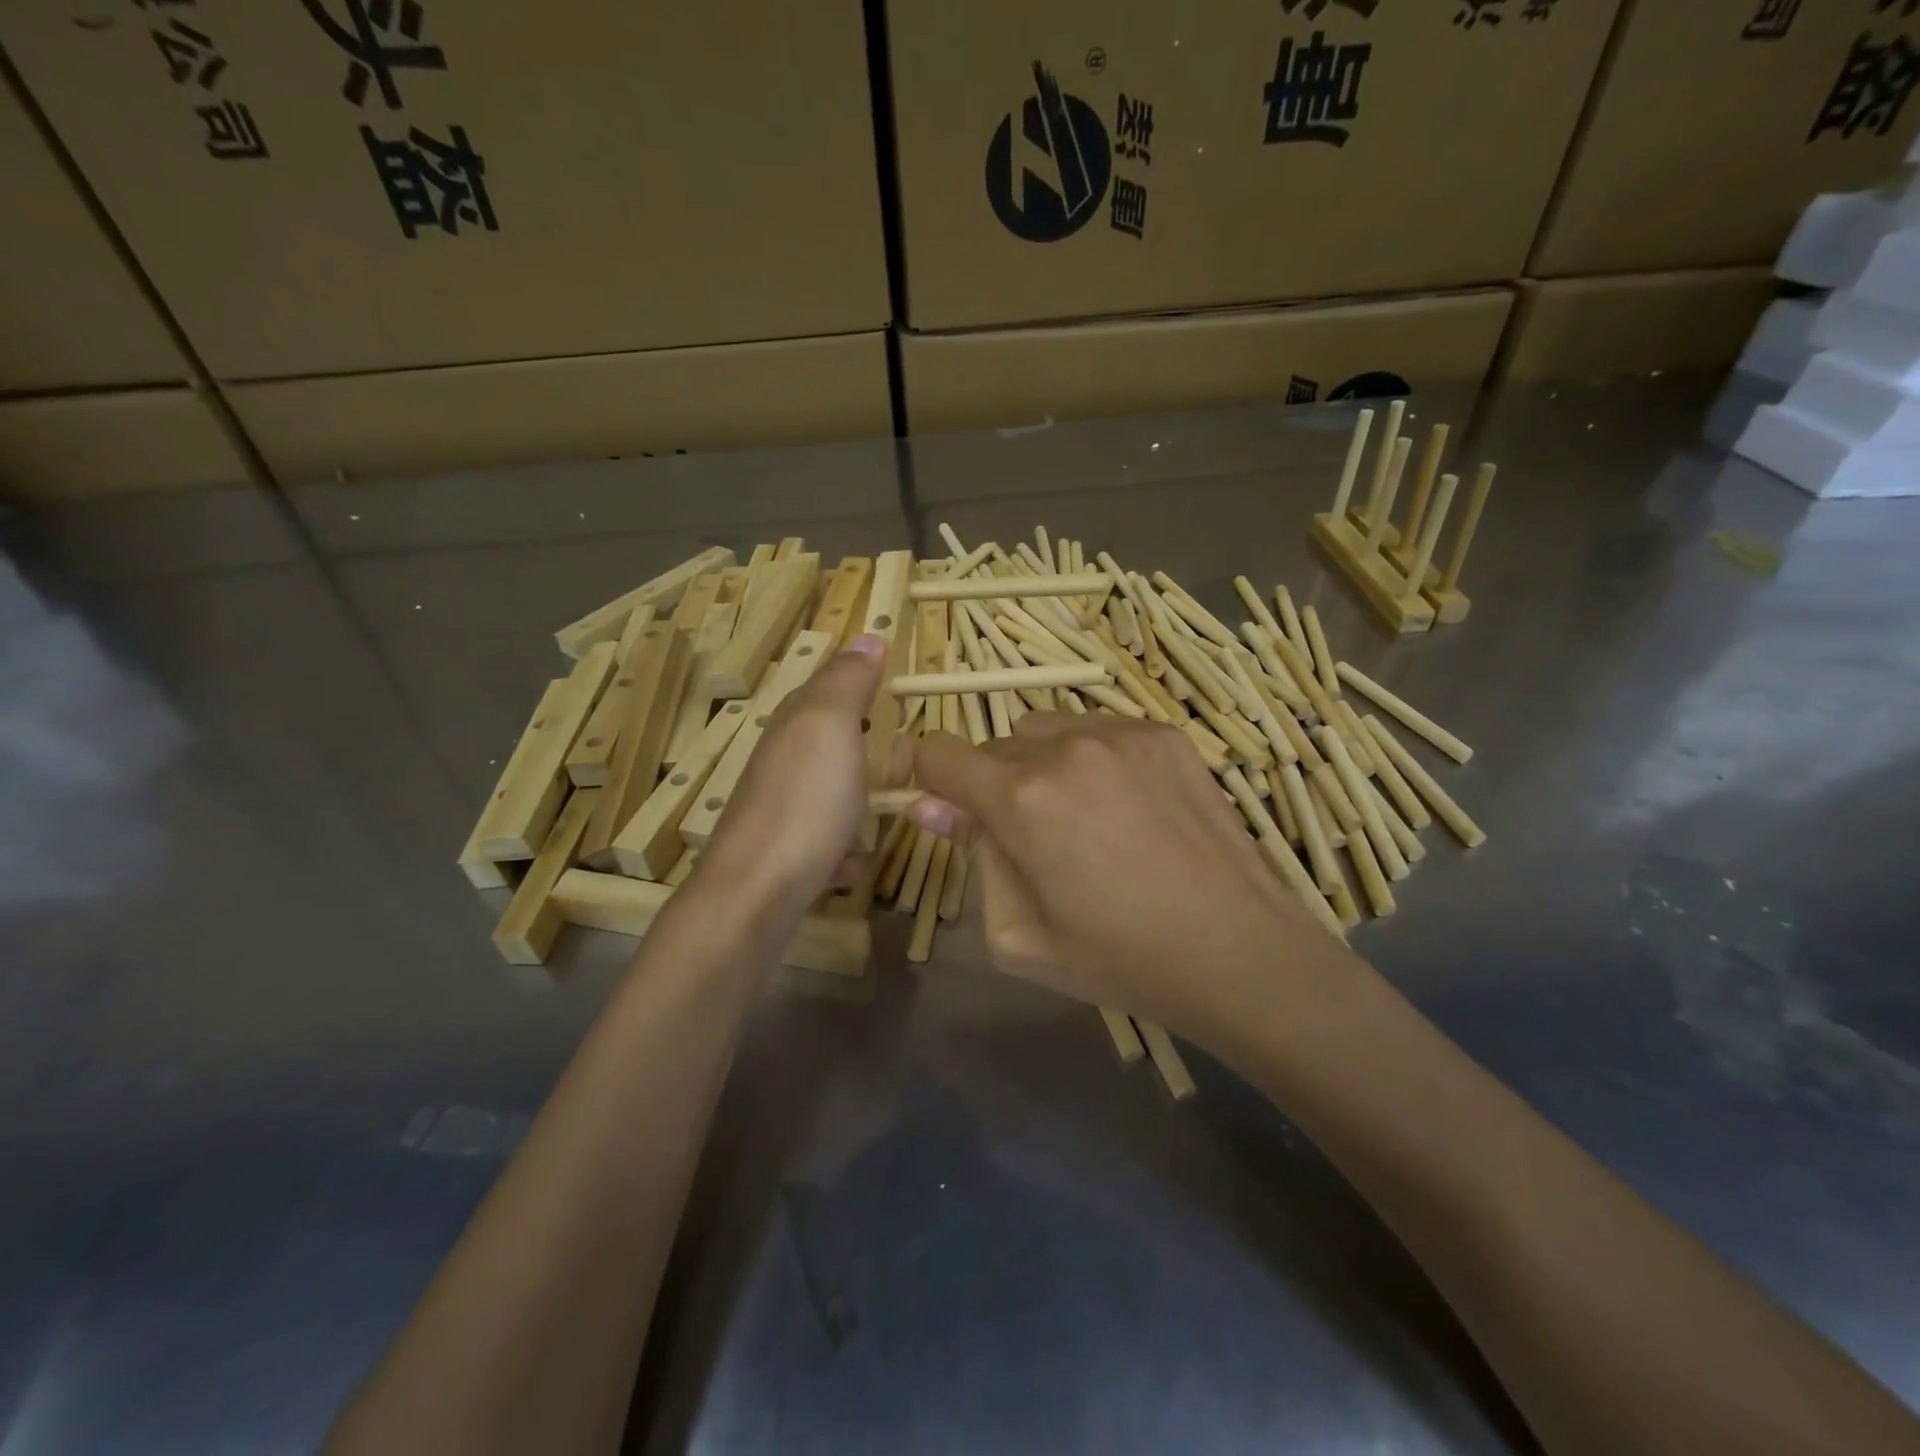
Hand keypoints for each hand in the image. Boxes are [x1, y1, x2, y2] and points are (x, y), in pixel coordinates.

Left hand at [696, 634, 885, 914]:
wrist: (756, 895)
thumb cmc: (803, 802)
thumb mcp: (830, 726)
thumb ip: (847, 681)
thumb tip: (868, 635)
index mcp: (796, 722)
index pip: (833, 686)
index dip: (867, 687)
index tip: (904, 702)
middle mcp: (786, 760)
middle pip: (842, 745)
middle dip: (875, 760)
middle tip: (904, 773)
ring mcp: (786, 807)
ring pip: (842, 796)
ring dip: (865, 814)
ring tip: (875, 826)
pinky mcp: (790, 851)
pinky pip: (834, 841)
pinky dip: (847, 853)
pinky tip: (849, 864)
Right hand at [911, 714, 1337, 1040]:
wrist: (1240, 950)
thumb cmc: (1121, 958)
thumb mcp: (1019, 935)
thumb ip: (972, 859)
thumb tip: (931, 807)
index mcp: (1022, 800)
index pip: (938, 754)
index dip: (925, 778)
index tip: (942, 807)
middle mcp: (1066, 749)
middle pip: (994, 746)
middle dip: (992, 786)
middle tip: (1029, 840)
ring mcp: (1121, 733)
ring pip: (1045, 732)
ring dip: (1040, 767)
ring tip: (1080, 820)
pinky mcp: (1165, 734)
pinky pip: (1097, 730)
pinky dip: (1089, 758)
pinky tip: (1125, 807)